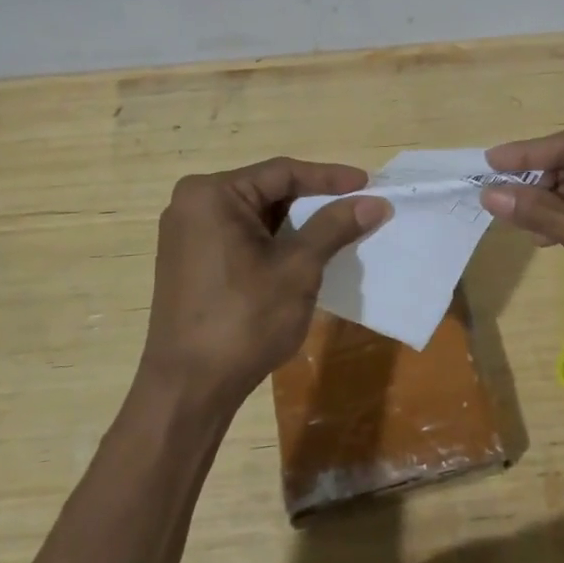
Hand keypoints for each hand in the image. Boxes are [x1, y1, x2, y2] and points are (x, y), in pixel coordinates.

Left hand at [139, 158, 390, 420]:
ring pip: (256, 217)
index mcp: (211, 194)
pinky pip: (241, 238)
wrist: (189, 389)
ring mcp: (187, 235)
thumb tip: (376, 202)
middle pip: (267, 192)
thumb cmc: (244, 320)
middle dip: (314, 203)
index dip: (330, 178)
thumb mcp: (297, 268)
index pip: (282, 173)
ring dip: (297, 225)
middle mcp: (192, 205)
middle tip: (357, 208)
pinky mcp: (190, 263)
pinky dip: (274, 244)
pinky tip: (304, 256)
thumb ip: (335, 227)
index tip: (369, 184)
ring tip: (339, 232)